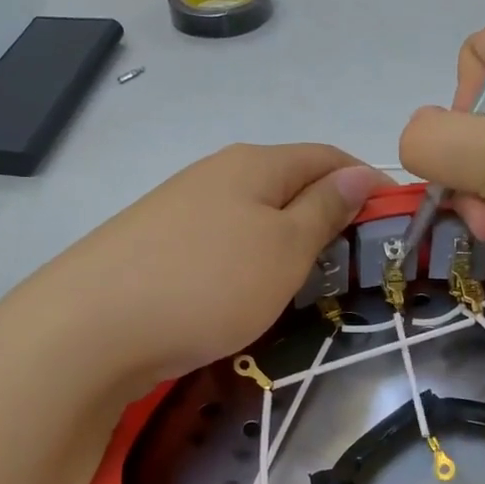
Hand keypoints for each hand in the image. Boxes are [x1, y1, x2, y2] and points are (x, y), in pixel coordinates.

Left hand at [6, 144, 385, 398]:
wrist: (91, 327)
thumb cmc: (208, 283)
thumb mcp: (283, 248)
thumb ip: (324, 209)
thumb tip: (361, 171)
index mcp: (254, 163)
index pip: (326, 156)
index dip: (365, 183)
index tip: (393, 225)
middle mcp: (216, 174)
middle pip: (288, 185)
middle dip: (326, 217)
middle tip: (350, 268)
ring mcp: (180, 210)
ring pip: (253, 219)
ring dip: (285, 245)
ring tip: (302, 288)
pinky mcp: (156, 247)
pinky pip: (221, 246)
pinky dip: (247, 266)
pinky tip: (244, 297)